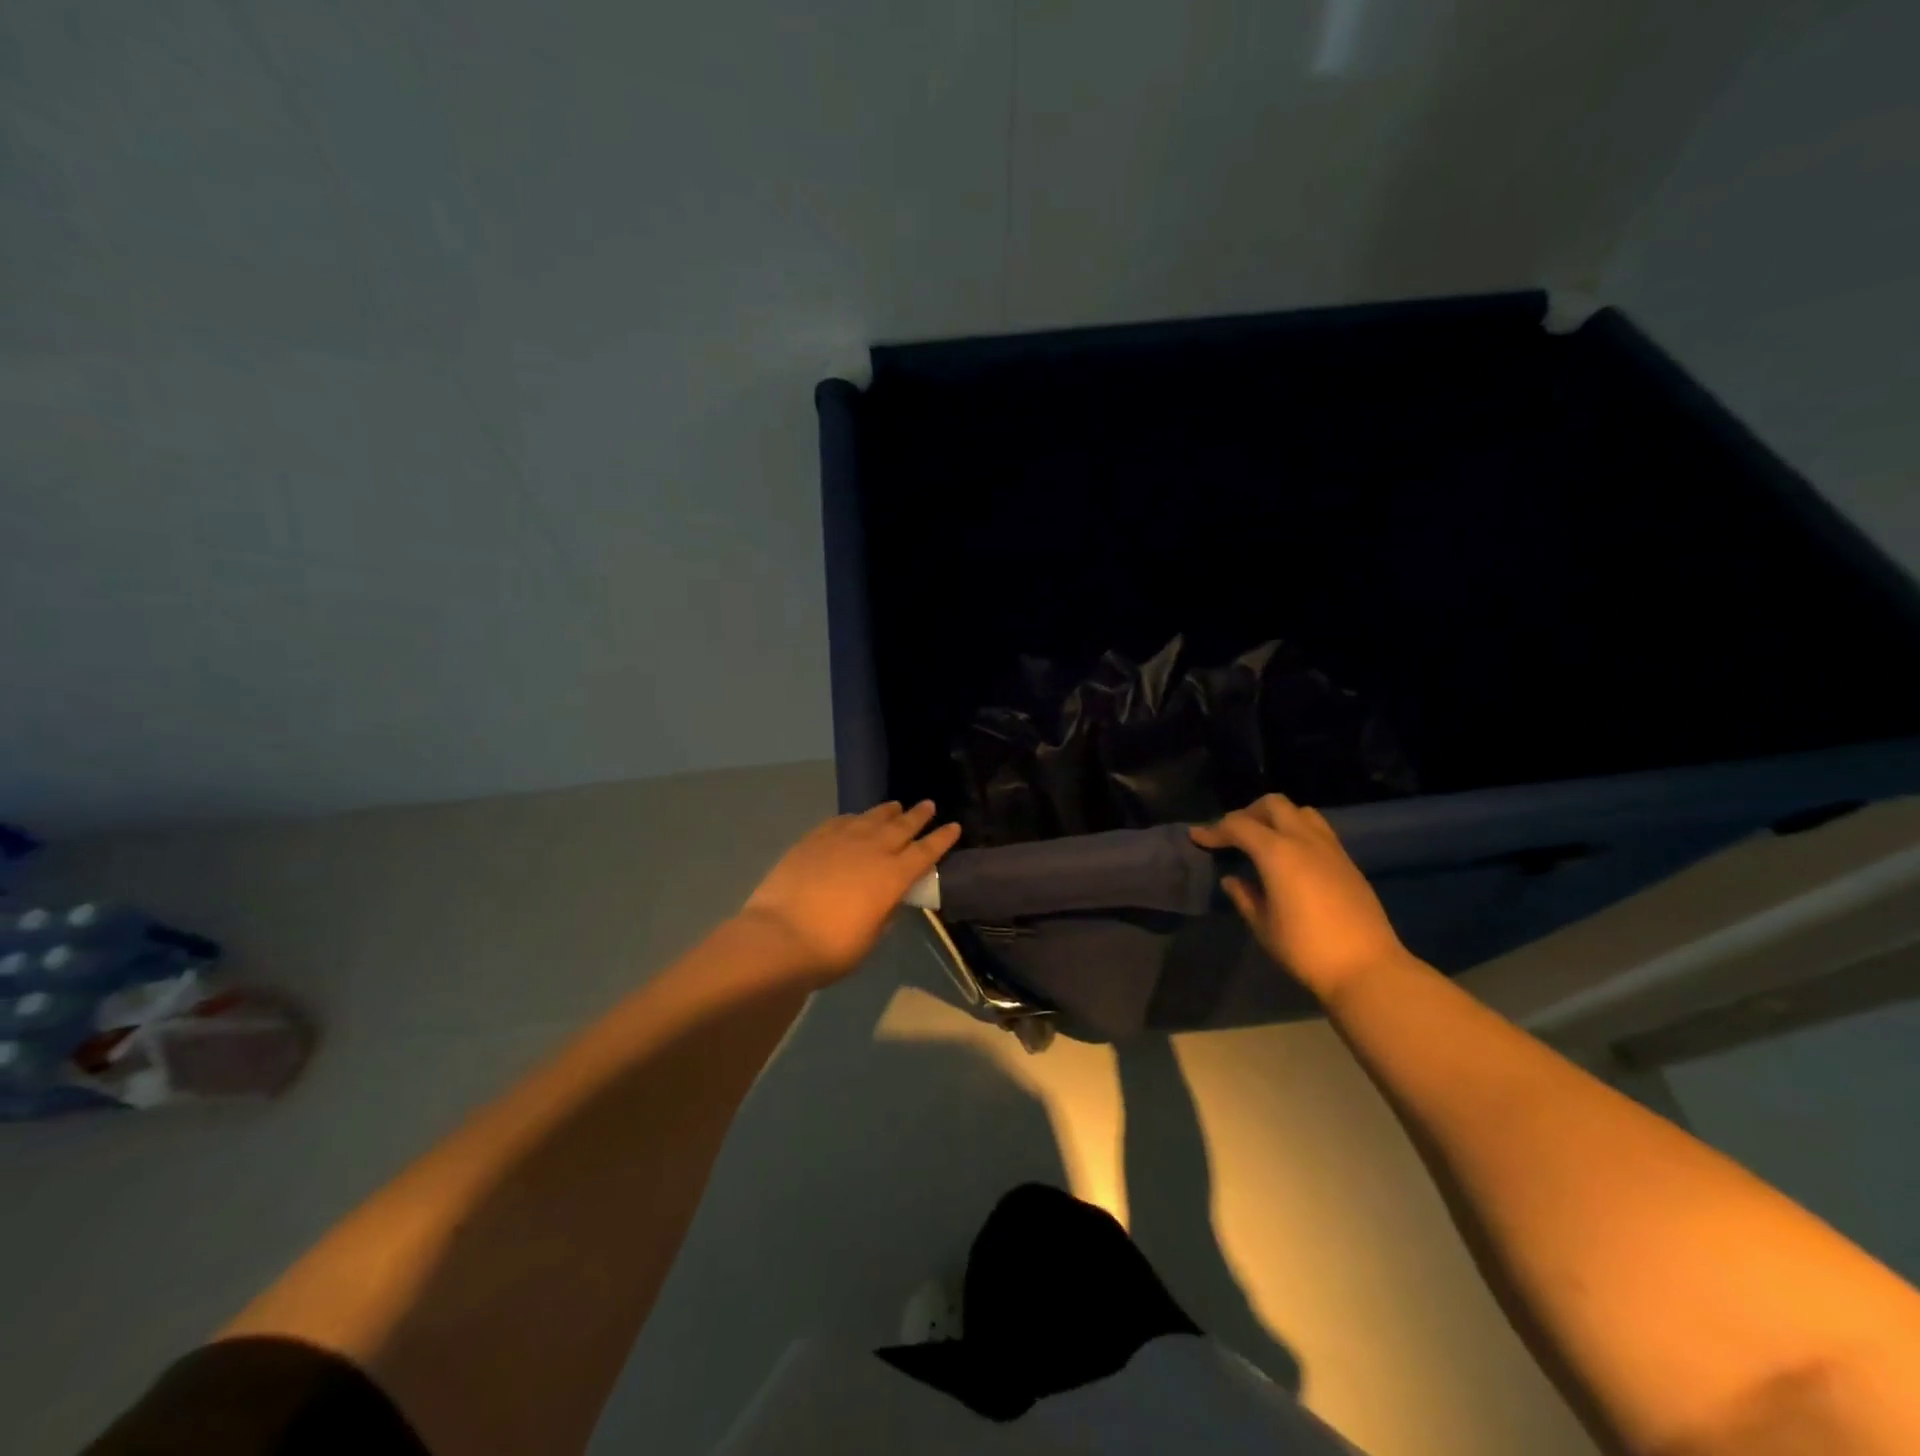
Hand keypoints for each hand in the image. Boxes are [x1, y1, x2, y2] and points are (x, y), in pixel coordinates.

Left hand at [739, 801, 961, 985]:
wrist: (779, 937)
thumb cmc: (832, 949)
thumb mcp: (871, 937)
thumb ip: (884, 913)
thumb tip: (887, 900)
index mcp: (893, 877)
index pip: (926, 852)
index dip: (942, 839)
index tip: (954, 826)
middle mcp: (872, 850)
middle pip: (902, 827)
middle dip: (918, 816)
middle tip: (929, 805)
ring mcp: (841, 841)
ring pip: (871, 818)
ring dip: (887, 812)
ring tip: (896, 806)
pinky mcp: (813, 839)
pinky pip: (840, 822)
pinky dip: (853, 819)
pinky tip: (855, 819)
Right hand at [1190, 795, 1407, 1001]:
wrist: (1368, 968)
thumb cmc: (1306, 949)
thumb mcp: (1264, 927)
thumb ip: (1244, 897)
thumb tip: (1232, 879)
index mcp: (1277, 853)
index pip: (1238, 825)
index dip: (1214, 830)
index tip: (1197, 837)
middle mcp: (1304, 840)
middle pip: (1272, 804)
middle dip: (1247, 813)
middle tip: (1232, 836)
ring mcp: (1330, 848)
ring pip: (1300, 811)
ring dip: (1276, 818)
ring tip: (1263, 841)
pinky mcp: (1347, 862)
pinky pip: (1318, 830)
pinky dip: (1297, 831)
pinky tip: (1290, 857)